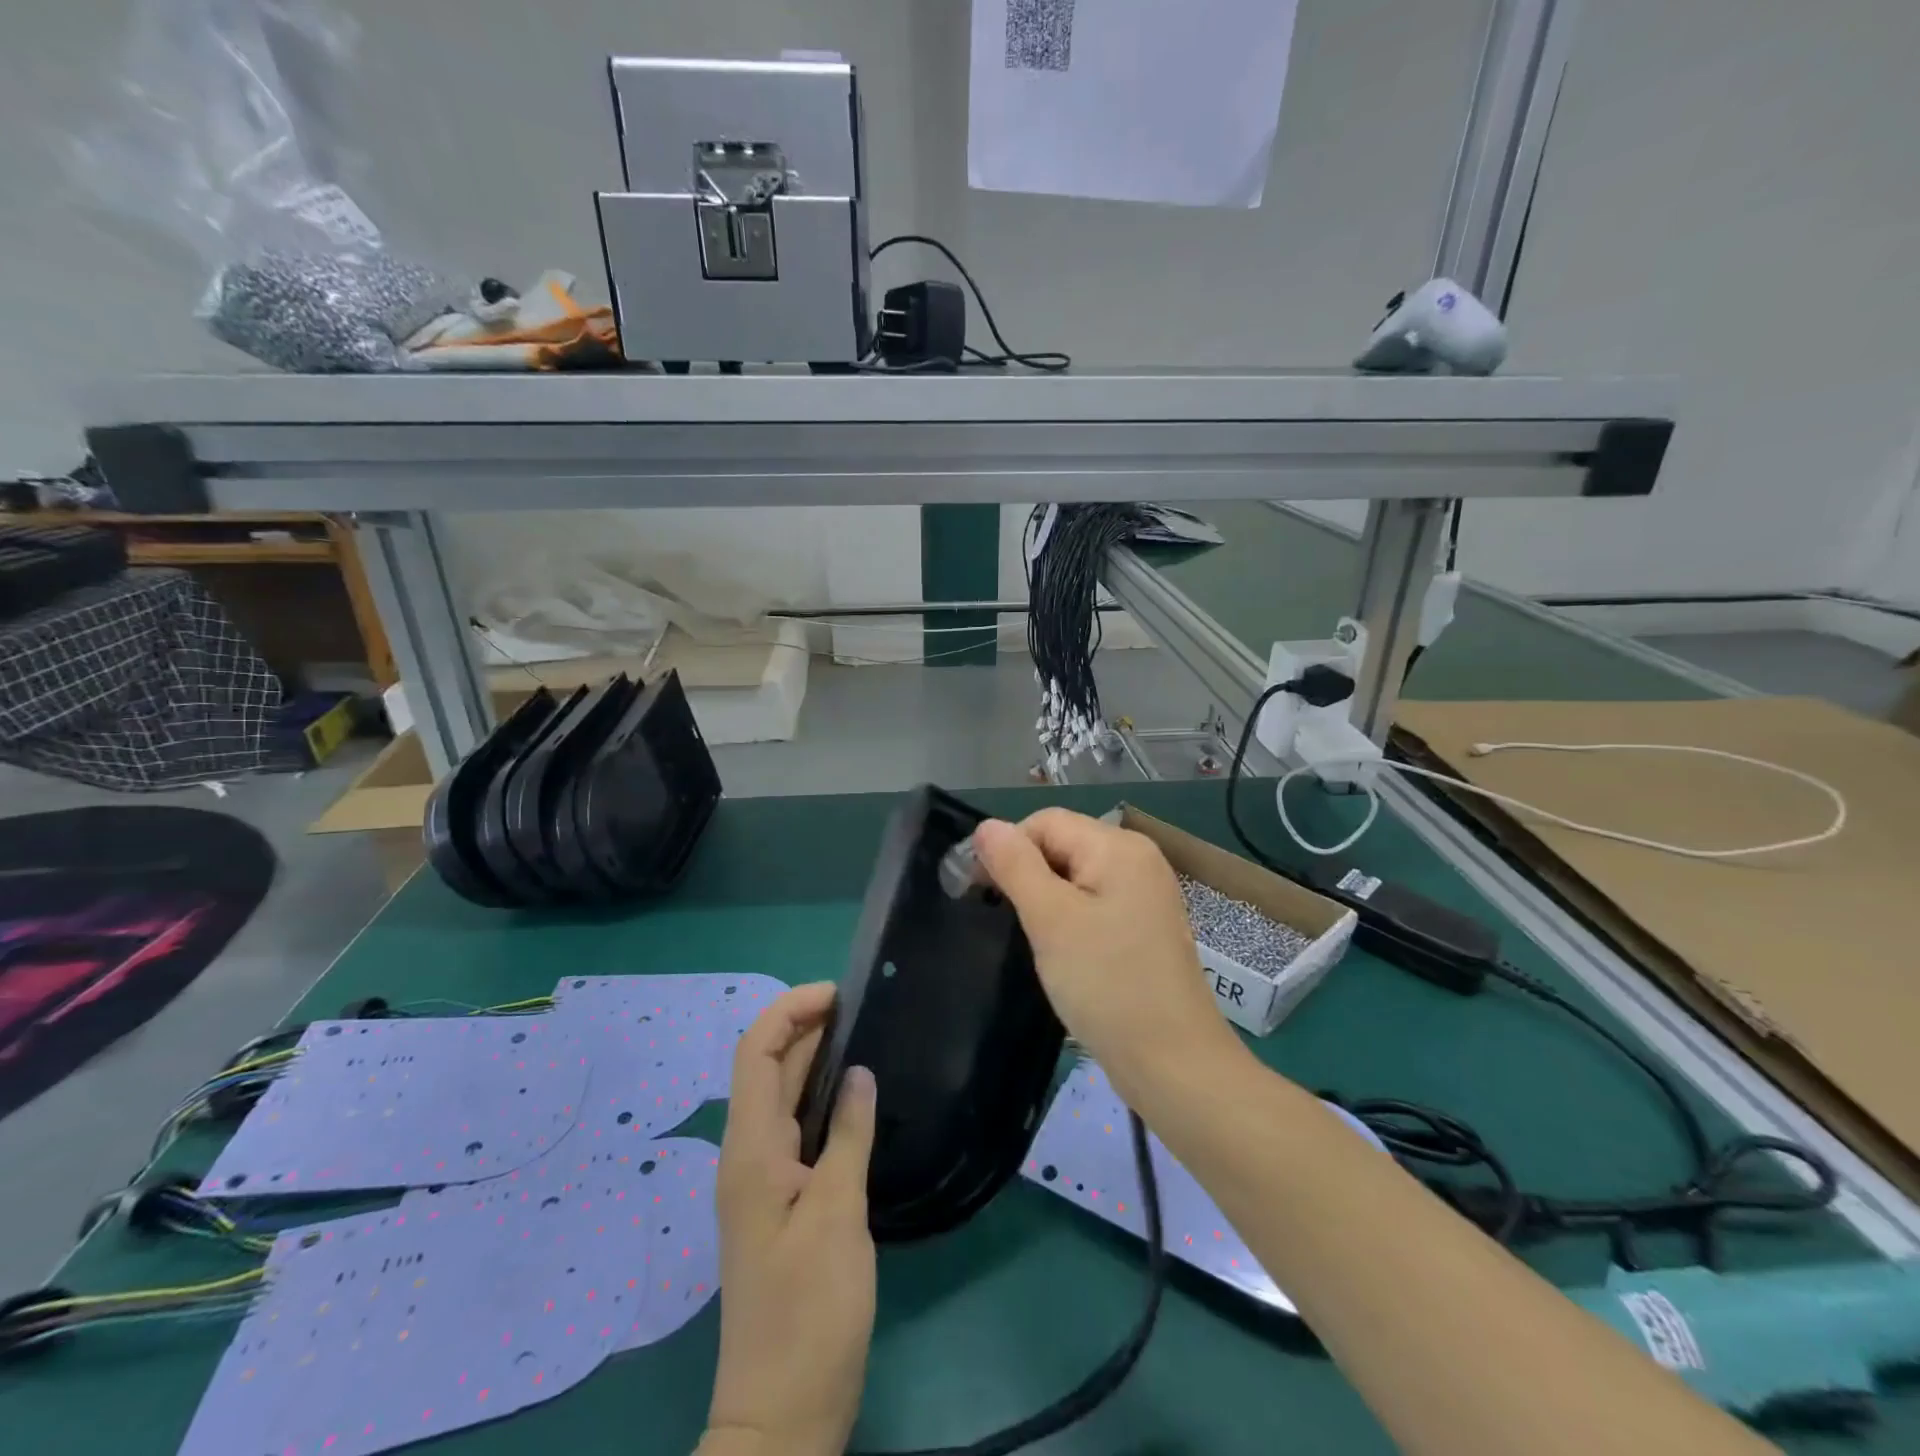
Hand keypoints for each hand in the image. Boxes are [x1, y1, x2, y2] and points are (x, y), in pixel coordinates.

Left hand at [703, 983, 878, 1455]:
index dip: (789, 1011)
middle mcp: (747, 1156)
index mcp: (750, 1150)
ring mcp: (761, 1180)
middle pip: (767, 1069)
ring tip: (863, 1036)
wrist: (781, 1413)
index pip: (755, 1054)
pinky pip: (795, 1129)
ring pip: (781, 1098)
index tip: (837, 994)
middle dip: (805, 1027)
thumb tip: (858, 1073)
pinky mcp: (779, 1202)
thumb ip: (848, 1136)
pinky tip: (855, 1099)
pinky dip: (820, 1099)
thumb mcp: (838, 1215)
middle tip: (862, 1008)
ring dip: (813, 1060)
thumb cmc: (808, 1310)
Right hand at [973, 810, 1246, 1101]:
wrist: (1172, 1063)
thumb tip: (986, 826)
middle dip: (1026, 874)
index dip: (1007, 848)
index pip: (1045, 822)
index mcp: (1118, 846)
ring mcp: (1144, 893)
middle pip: (1061, 844)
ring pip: (1074, 876)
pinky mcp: (1144, 925)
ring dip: (1045, 899)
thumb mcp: (1050, 919)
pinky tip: (1061, 951)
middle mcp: (1137, 859)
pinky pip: (1093, 902)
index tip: (979, 890)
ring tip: (1033, 938)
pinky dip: (1068, 918)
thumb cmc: (1107, 984)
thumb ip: (1015, 865)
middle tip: (1005, 919)